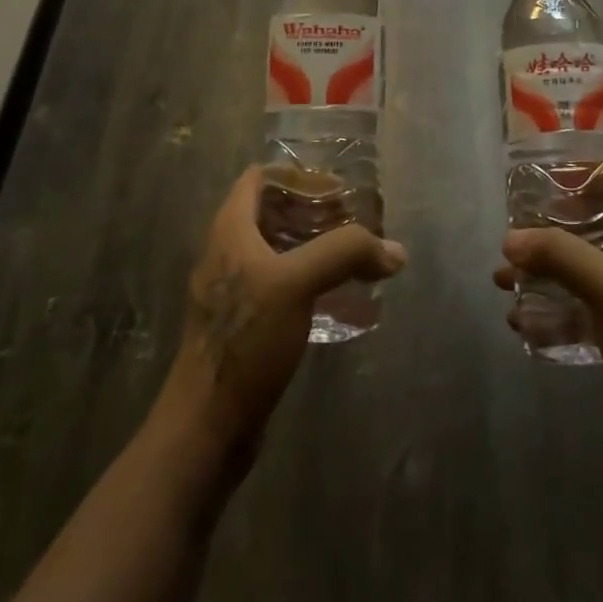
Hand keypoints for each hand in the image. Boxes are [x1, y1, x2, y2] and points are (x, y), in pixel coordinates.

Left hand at [156, 168, 406, 456]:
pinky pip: (281, 284)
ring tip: (355, 256)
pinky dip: (310, 279)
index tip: (338, 190)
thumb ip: (346, 254)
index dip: (298, 175)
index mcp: (230, 229)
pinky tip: (339, 297)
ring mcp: (234, 290)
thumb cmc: (245, 340)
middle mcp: (228, 251)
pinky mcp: (244, 323)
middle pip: (273, 212)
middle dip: (315, 211)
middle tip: (356, 223)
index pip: (260, 177)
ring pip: (279, 249)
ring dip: (315, 246)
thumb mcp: (297, 284)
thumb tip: (395, 252)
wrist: (207, 426)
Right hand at [493, 169, 602, 457]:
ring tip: (505, 277)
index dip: (597, 172)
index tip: (555, 177)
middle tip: (522, 229)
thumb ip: (559, 256)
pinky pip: (589, 307)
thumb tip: (510, 239)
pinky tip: (523, 321)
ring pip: (590, 267)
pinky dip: (557, 307)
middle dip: (559, 225)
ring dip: (549, 269)